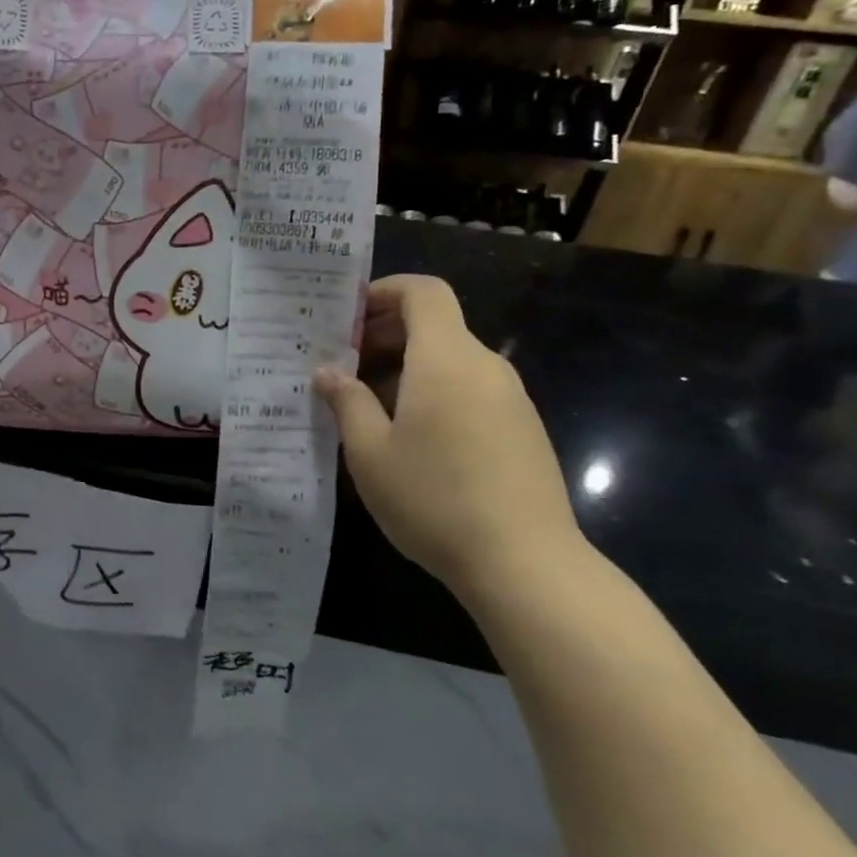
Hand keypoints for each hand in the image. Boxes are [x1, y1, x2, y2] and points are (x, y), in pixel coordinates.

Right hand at [315, 275, 581, 593]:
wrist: (527, 565)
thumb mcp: (369, 451)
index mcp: (446, 360)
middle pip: (435, 325)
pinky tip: (409, 438)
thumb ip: (347, 401)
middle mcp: (485, 367)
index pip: (423, 293)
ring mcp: (510, 399)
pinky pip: (469, 390)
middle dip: (385, 335)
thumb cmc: (434, 498)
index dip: (383, 291)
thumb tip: (329, 372)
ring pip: (451, 361)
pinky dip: (433, 392)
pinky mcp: (522, 429)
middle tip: (342, 367)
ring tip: (366, 408)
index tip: (347, 318)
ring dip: (406, 368)